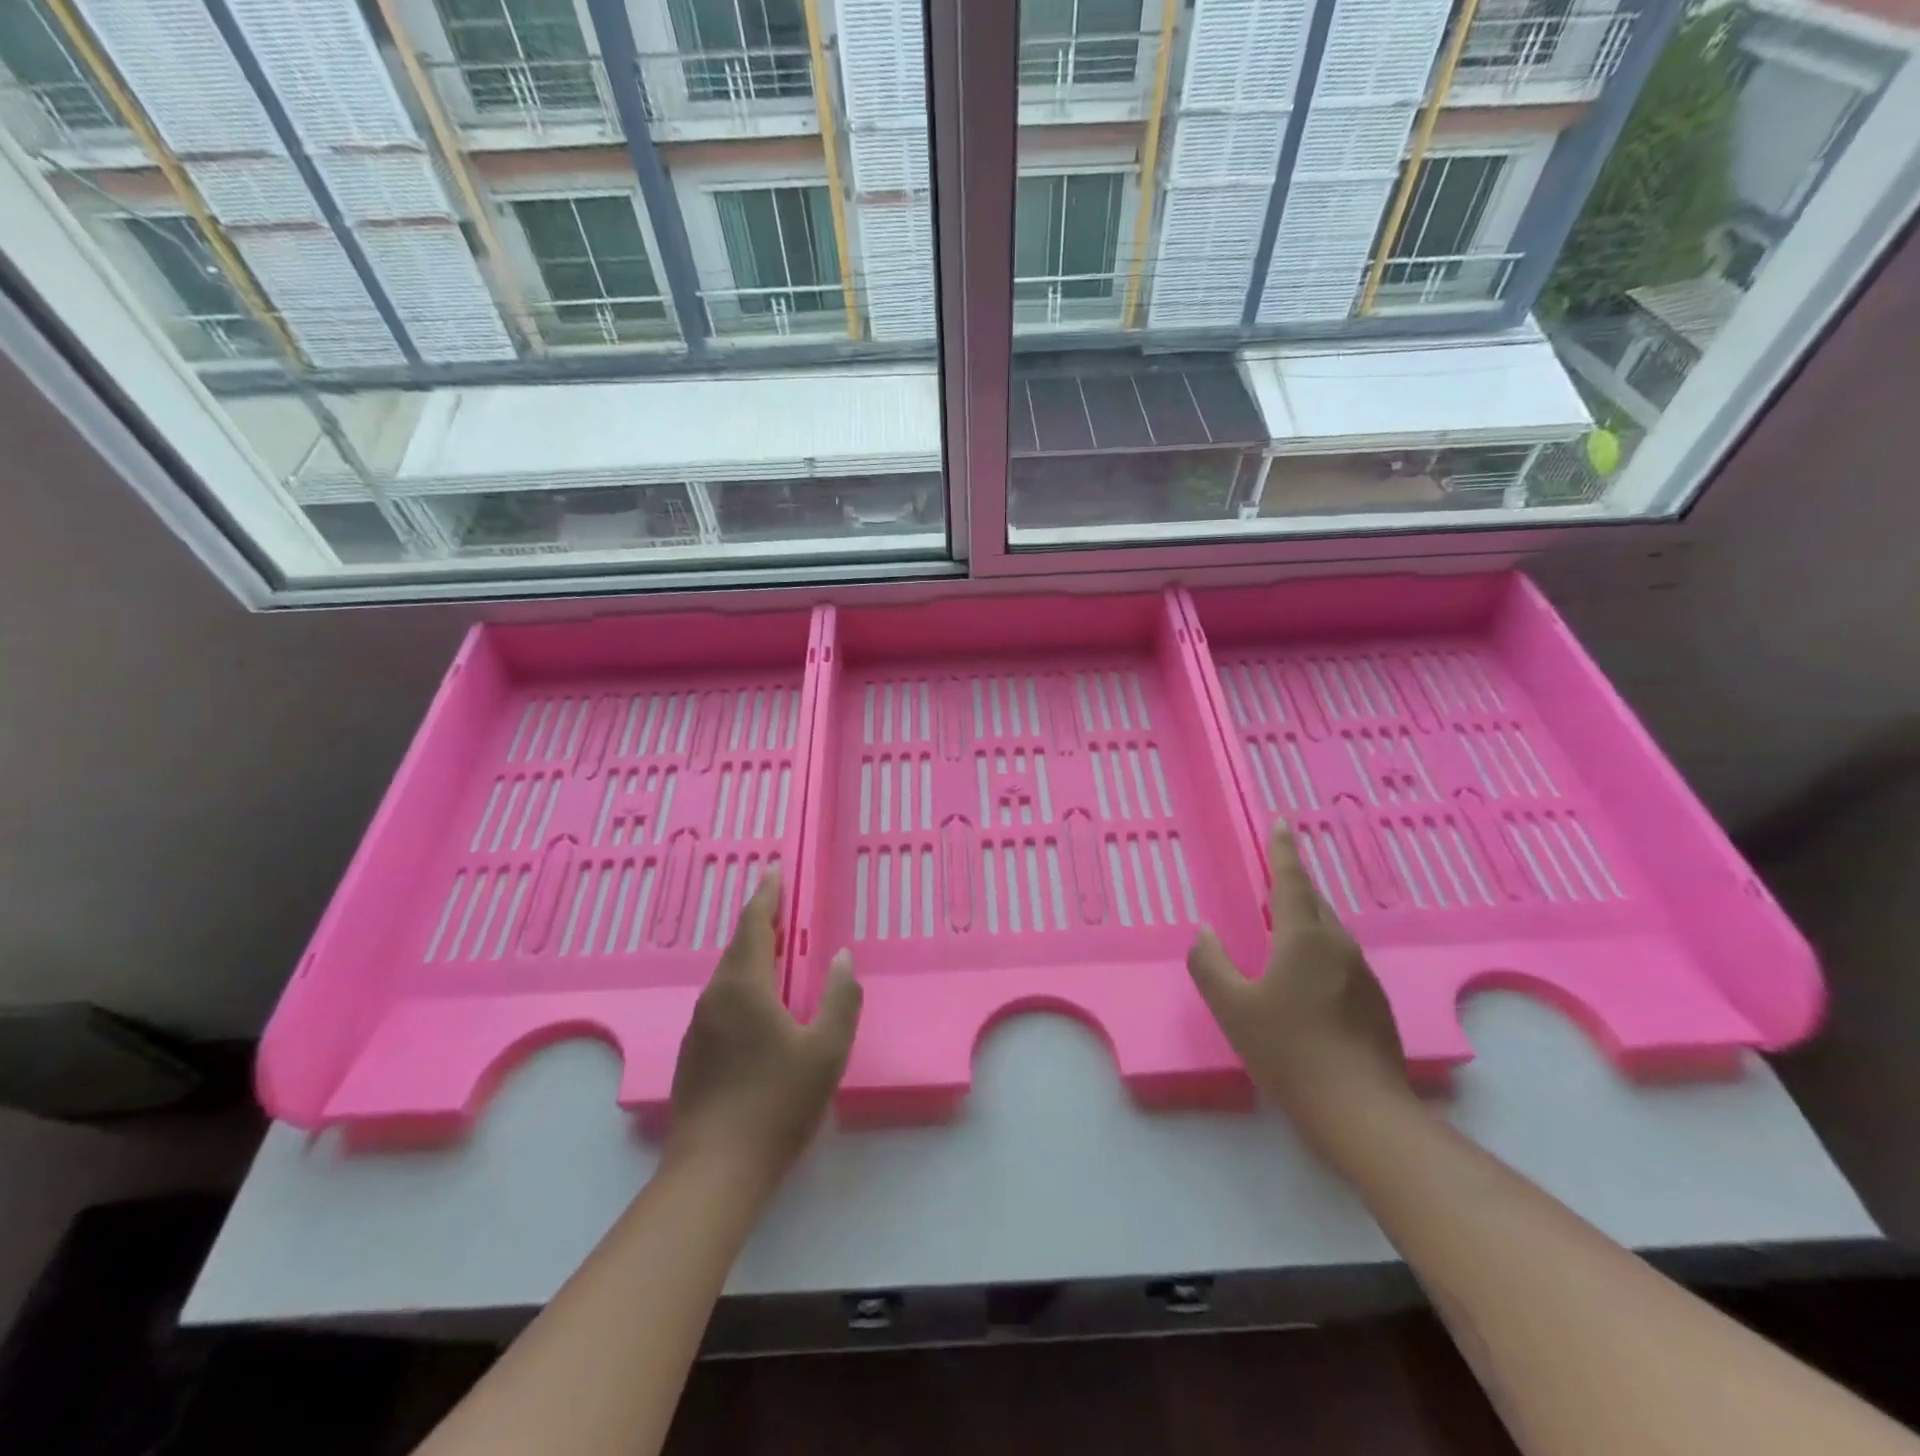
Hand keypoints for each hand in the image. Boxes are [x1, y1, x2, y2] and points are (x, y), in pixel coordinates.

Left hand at [666, 870, 861, 1187]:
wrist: (714, 1171)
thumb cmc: (777, 1103)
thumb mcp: (827, 1050)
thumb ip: (841, 998)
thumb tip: (842, 958)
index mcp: (744, 986)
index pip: (754, 925)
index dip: (766, 895)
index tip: (774, 870)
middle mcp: (714, 998)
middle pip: (738, 948)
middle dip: (760, 923)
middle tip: (782, 907)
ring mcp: (698, 1027)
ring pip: (727, 977)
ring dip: (751, 957)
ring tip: (776, 953)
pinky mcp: (692, 1054)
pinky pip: (721, 1003)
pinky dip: (742, 987)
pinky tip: (758, 1009)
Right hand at [1187, 823, 1411, 1139]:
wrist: (1361, 1111)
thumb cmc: (1288, 1050)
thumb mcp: (1232, 1007)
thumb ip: (1210, 964)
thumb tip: (1204, 933)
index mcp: (1304, 938)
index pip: (1292, 881)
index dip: (1282, 851)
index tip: (1280, 824)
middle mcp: (1339, 946)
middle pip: (1314, 903)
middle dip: (1293, 886)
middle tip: (1272, 879)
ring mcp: (1363, 976)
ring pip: (1330, 934)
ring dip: (1305, 922)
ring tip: (1282, 931)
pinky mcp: (1375, 1004)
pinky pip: (1340, 961)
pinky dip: (1318, 953)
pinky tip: (1304, 982)